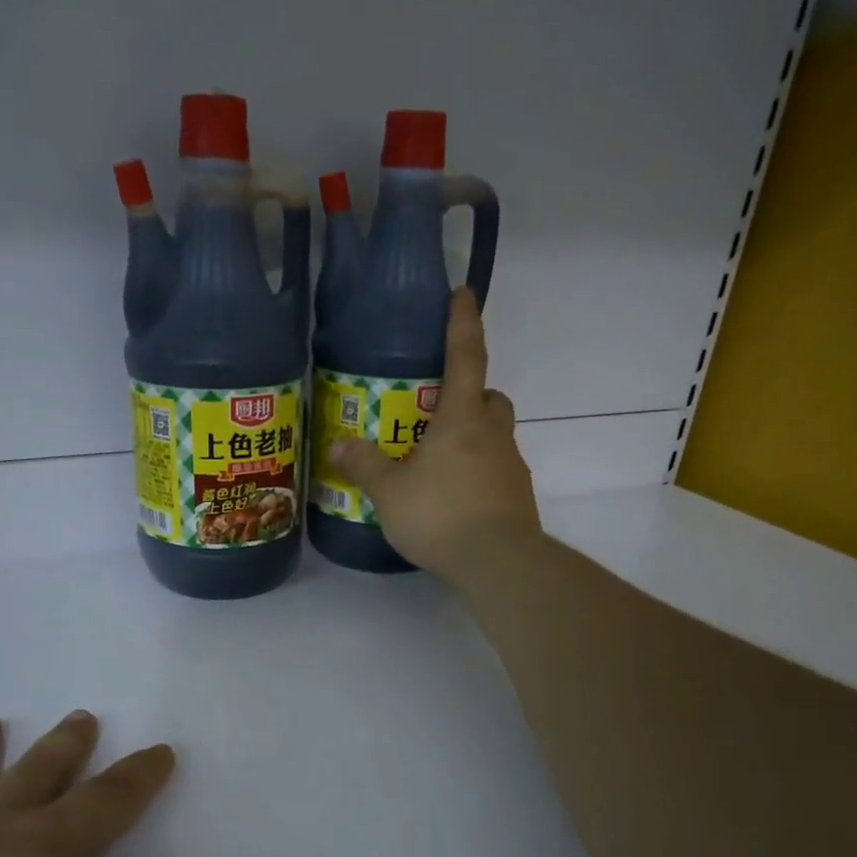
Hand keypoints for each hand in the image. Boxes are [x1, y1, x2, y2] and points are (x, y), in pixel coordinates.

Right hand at [330, 287, 541, 580]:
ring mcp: (511, 466)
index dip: (463, 323)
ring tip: (440, 462)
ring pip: (497, 436)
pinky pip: (498, 470)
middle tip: (441, 410)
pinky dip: (479, 472)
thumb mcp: (390, 493)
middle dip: (472, 394)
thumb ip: (365, 466)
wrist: (498, 562)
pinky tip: (456, 497)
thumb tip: (339, 445)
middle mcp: (493, 434)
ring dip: (475, 436)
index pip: (466, 357)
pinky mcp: (517, 497)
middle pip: (490, 398)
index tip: (463, 293)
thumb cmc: (441, 515)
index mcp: (462, 419)